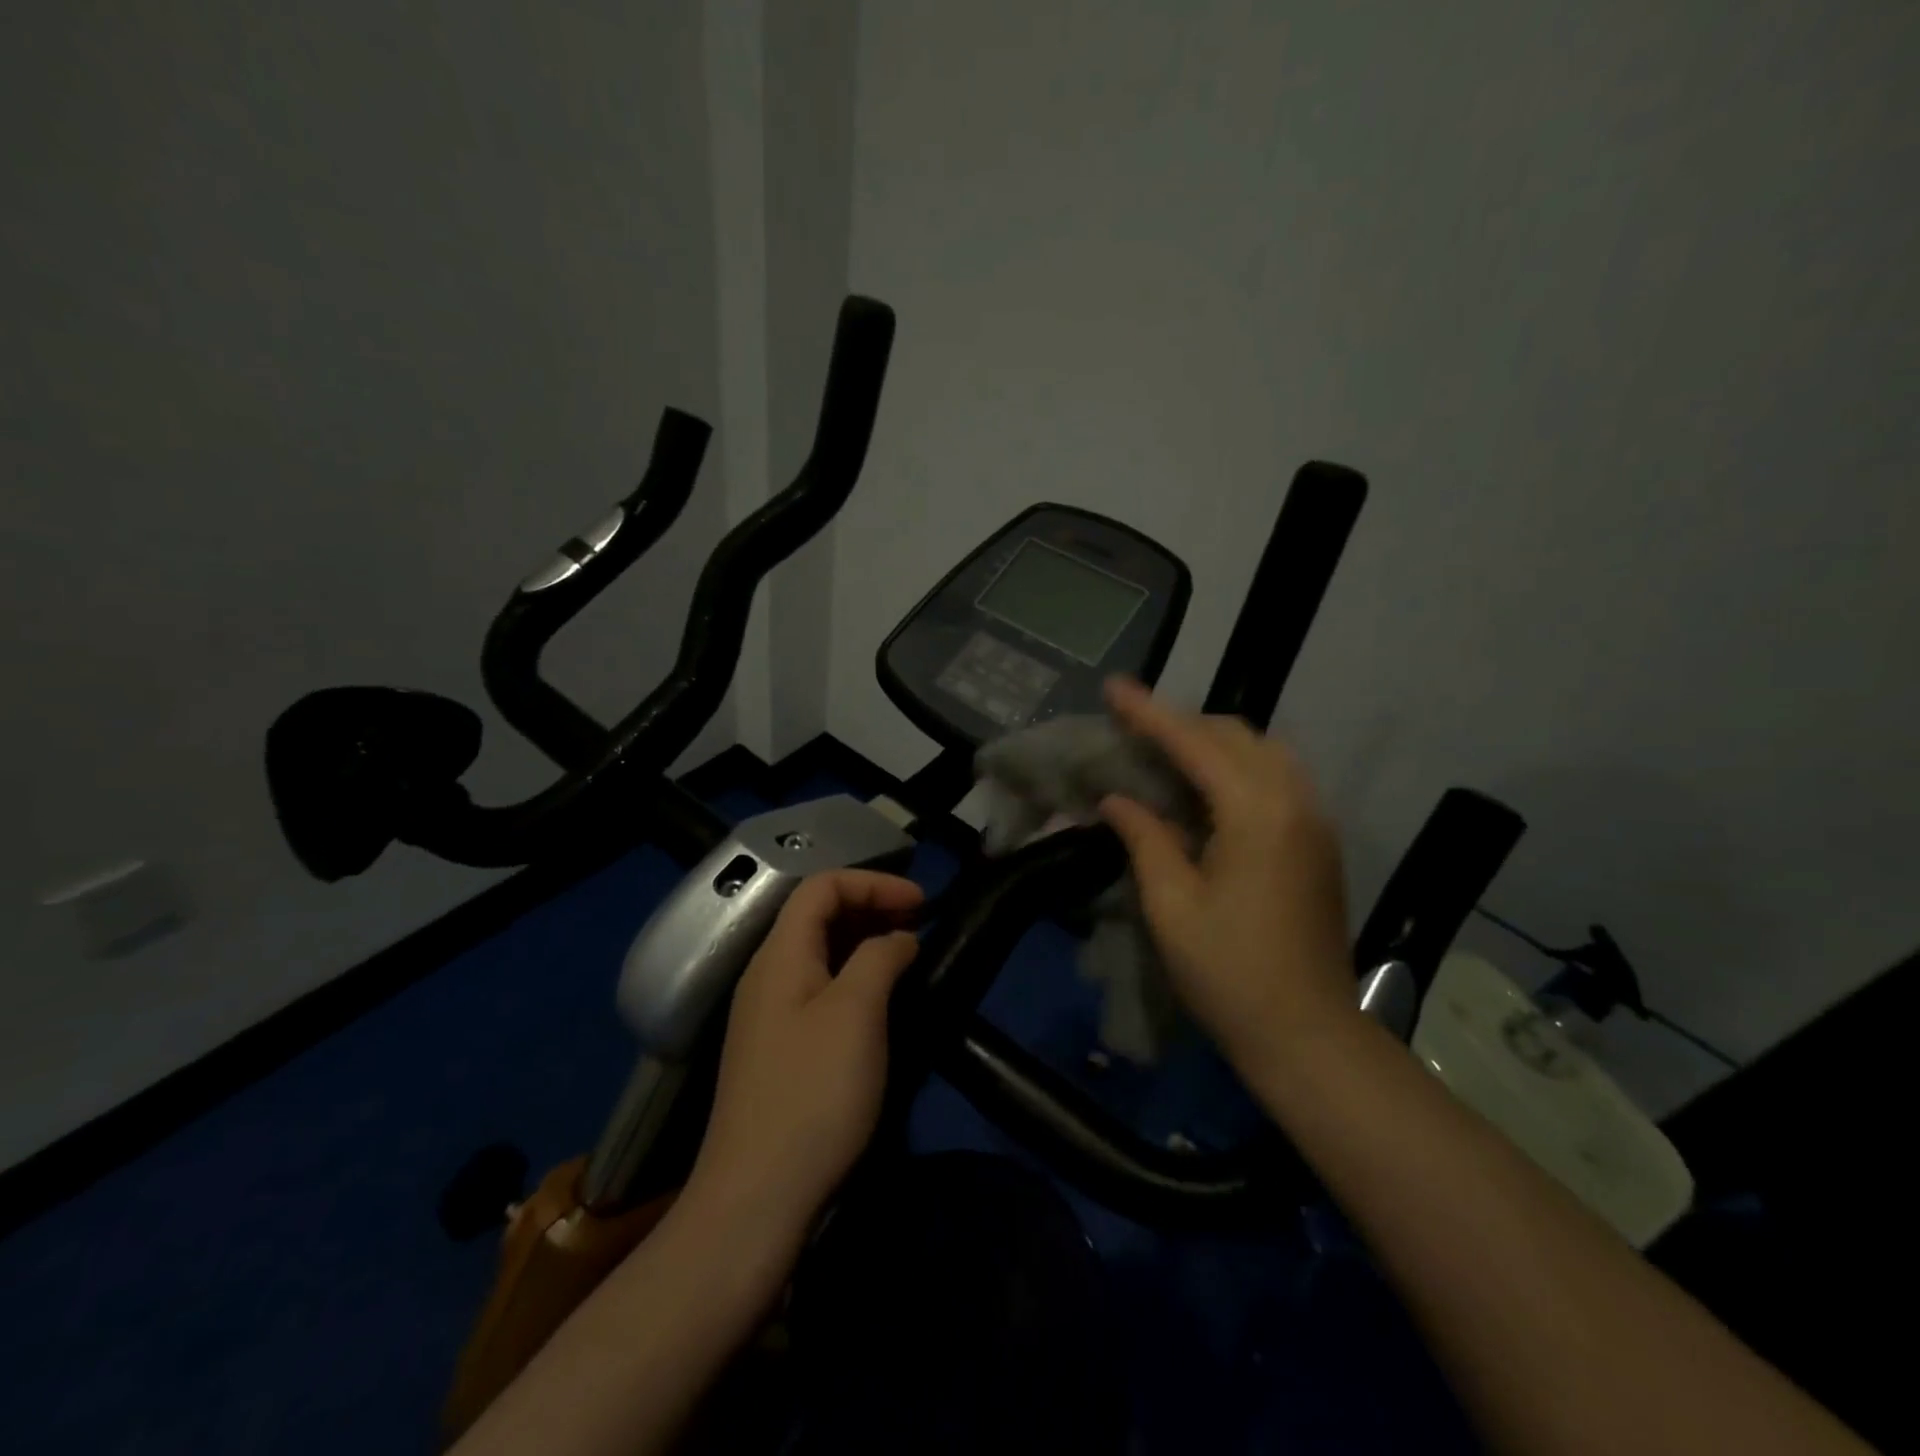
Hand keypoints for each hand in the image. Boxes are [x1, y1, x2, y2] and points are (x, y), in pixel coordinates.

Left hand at [685, 870, 922, 1253]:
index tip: (921, 901)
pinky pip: (819, 988)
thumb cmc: (813, 1093)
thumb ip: (880, 958)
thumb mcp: (856, 1013)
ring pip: (820, 952)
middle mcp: (768, 975)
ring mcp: (769, 1014)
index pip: (822, 886)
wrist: (757, 1198)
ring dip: (865, 940)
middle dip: (871, 906)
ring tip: (908, 952)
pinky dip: (854, 975)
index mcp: (780, 955)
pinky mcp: (779, 1049)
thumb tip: (899, 938)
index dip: (873, 882)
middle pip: (817, 915)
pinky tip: (880, 998)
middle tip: (919, 921)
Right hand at [1098, 676, 1356, 1072]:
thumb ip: (1145, 837)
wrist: (1307, 1034)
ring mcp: (1314, 820)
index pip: (1194, 743)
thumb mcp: (1171, 904)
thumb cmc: (1229, 971)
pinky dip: (1237, 766)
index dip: (1149, 713)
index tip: (1113, 687)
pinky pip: (1276, 777)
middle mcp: (1294, 801)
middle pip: (1234, 735)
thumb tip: (1117, 800)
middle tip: (1132, 726)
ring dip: (1212, 741)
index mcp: (1257, 812)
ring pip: (1262, 751)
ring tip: (1165, 751)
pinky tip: (1206, 787)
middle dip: (1181, 722)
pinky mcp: (1319, 842)